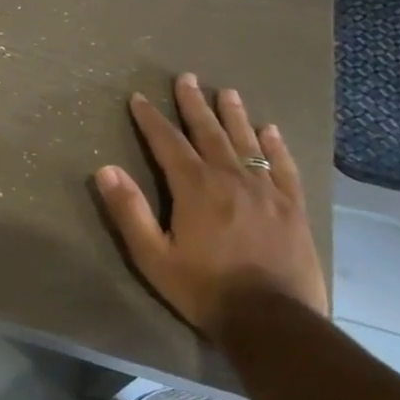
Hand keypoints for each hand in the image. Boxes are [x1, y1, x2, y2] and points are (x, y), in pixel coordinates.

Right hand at [94, 72, 325, 332]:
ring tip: (227, 92)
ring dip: (234, 115)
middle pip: (209, 133)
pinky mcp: (293, 208)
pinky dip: (275, 146)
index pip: (168, 142)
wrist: (274, 322)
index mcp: (195, 188)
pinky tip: (271, 131)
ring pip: (247, 142)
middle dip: (194, 104)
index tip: (139, 97)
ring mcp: (267, 191)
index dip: (151, 119)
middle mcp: (231, 178)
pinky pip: (283, 167)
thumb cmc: (205, 289)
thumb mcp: (153, 255)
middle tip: (187, 78)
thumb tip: (105, 169)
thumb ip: (129, 210)